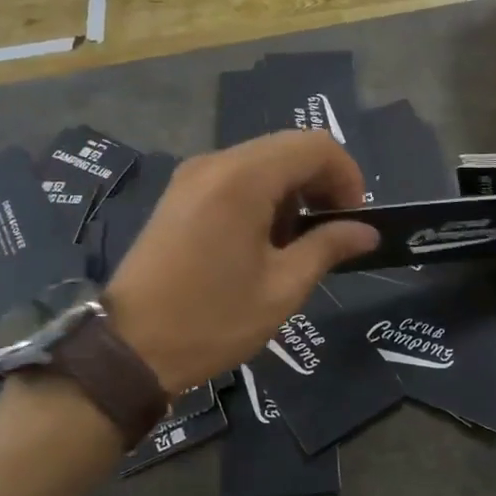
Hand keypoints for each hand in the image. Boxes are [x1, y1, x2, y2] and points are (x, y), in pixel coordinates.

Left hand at [103, 131, 379, 391]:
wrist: (129, 348)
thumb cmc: (212, 320)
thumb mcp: (282, 288)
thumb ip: (328, 247)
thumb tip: (366, 231)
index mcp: (243, 179)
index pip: (315, 146)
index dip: (347, 176)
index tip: (354, 220)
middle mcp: (216, 163)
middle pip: (288, 148)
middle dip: (321, 183)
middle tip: (332, 232)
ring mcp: (192, 176)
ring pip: (262, 162)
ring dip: (292, 192)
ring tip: (297, 244)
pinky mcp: (179, 195)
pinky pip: (235, 178)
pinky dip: (263, 197)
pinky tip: (263, 242)